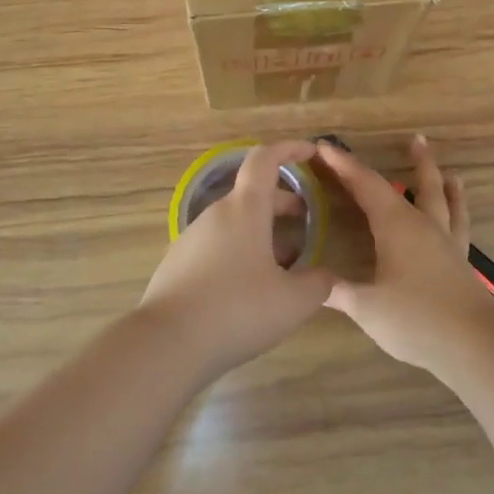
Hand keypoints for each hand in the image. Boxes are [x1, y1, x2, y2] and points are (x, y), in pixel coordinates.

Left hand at [138, 140, 334, 381]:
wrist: (167, 343)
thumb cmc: (237, 310)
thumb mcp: (293, 302)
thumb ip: (318, 284)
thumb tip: (326, 275)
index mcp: (244, 209)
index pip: (265, 160)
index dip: (289, 150)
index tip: (310, 152)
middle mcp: (216, 214)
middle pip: (252, 194)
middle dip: (282, 201)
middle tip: (306, 218)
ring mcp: (192, 238)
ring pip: (235, 221)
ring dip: (262, 230)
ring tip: (285, 261)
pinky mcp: (178, 263)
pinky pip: (217, 244)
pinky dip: (240, 250)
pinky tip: (251, 286)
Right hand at [316, 135, 493, 374]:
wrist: (474, 343)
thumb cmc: (415, 319)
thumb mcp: (367, 308)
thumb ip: (339, 292)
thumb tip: (310, 284)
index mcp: (396, 226)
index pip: (366, 186)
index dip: (345, 166)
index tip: (325, 147)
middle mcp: (423, 225)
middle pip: (417, 185)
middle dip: (413, 162)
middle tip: (416, 139)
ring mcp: (447, 242)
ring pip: (446, 202)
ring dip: (444, 183)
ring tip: (452, 172)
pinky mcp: (461, 262)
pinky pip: (460, 227)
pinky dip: (460, 213)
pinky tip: (459, 218)